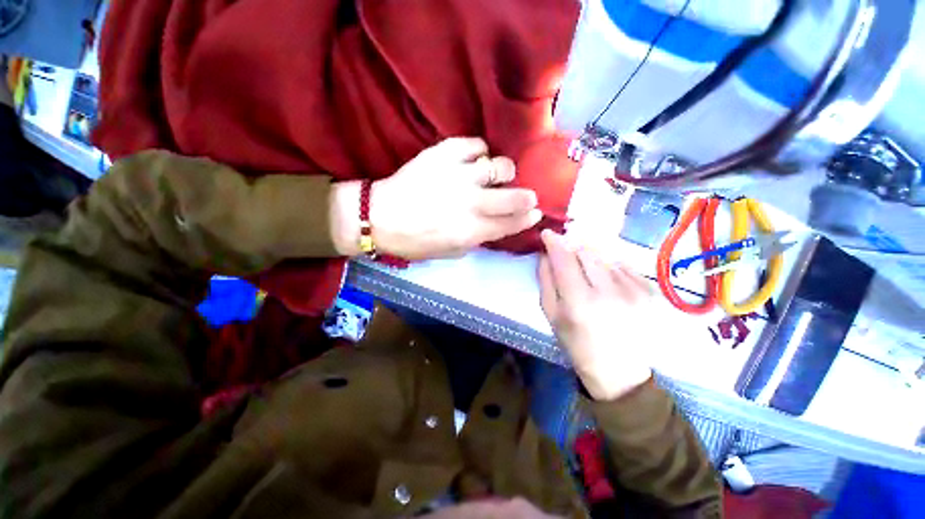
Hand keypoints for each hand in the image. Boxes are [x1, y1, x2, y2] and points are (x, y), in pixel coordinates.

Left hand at [331, 138, 541, 259]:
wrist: (381, 217)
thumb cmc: (416, 241)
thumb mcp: (450, 252)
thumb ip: (477, 239)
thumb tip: (495, 225)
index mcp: (472, 230)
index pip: (511, 224)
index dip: (528, 219)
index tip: (535, 213)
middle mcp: (471, 202)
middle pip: (514, 196)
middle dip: (527, 197)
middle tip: (526, 195)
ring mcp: (458, 175)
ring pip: (499, 165)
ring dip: (504, 171)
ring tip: (496, 174)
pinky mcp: (444, 154)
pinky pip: (475, 144)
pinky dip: (480, 151)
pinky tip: (474, 159)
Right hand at [538, 230, 653, 400]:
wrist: (619, 371)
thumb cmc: (577, 343)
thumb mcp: (551, 315)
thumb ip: (546, 280)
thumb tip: (546, 254)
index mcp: (579, 301)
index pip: (564, 258)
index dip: (554, 242)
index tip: (547, 233)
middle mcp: (609, 291)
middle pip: (586, 251)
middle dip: (572, 250)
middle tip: (567, 261)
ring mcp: (634, 289)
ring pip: (604, 255)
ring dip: (591, 260)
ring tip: (590, 279)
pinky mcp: (650, 290)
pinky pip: (622, 265)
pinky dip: (610, 268)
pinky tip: (608, 286)